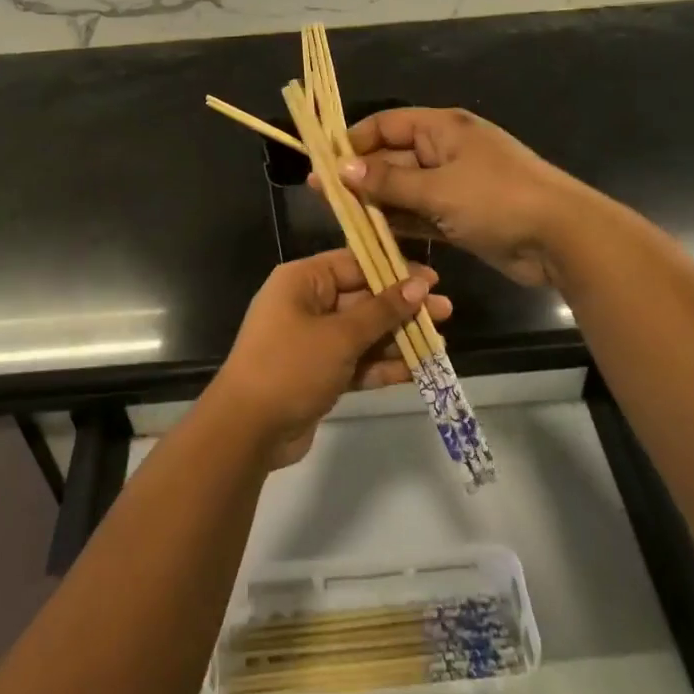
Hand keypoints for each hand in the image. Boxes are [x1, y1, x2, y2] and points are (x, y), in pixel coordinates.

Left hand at [209, 249, 450, 467]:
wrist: (247, 431)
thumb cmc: (290, 367)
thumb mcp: (339, 336)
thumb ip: (382, 311)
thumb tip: (419, 286)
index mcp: (302, 281)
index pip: (354, 263)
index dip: (394, 270)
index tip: (432, 280)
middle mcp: (307, 305)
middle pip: (363, 298)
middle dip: (403, 308)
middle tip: (445, 313)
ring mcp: (313, 341)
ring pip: (364, 332)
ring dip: (398, 338)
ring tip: (440, 344)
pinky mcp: (320, 373)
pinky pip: (357, 361)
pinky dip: (383, 365)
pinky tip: (417, 370)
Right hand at [329, 107, 596, 287]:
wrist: (560, 238)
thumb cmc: (497, 200)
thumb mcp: (438, 189)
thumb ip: (389, 182)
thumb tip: (341, 168)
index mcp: (443, 129)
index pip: (387, 124)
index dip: (354, 140)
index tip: (323, 162)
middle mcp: (446, 151)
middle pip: (393, 158)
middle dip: (361, 176)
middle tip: (323, 196)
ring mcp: (455, 185)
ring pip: (405, 190)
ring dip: (377, 202)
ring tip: (339, 217)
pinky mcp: (461, 216)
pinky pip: (421, 214)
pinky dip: (400, 222)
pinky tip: (371, 234)